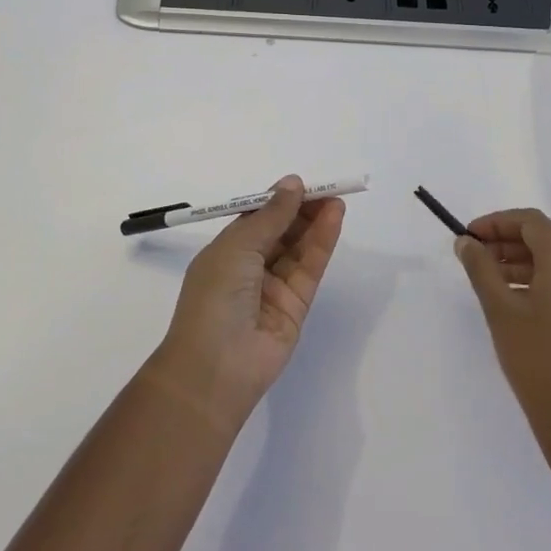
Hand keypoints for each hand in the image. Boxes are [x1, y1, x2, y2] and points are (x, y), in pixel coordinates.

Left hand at [149, 176, 344, 431]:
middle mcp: (249, 268)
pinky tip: (334, 220)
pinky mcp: (296, 306)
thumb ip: (270, 215)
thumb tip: (292, 183)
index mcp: (226, 252)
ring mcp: (274, 288)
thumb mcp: (237, 246)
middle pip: (281, 232)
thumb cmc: (214, 297)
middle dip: (302, 209)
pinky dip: (323, 243)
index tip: (301, 184)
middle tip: (326, 189)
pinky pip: (310, 268)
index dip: (278, 200)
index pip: (257, 219)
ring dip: (316, 223)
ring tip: (336, 200)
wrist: (215, 367)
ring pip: (299, 248)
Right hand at [454, 208, 550, 454]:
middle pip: (543, 239)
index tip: (469, 236)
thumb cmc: (537, 361)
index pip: (532, 222)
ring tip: (485, 278)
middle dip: (505, 240)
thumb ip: (481, 269)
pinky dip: (533, 281)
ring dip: (517, 262)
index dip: (497, 222)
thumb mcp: (500, 311)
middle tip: (472, 256)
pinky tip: (509, 301)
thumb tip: (466, 242)